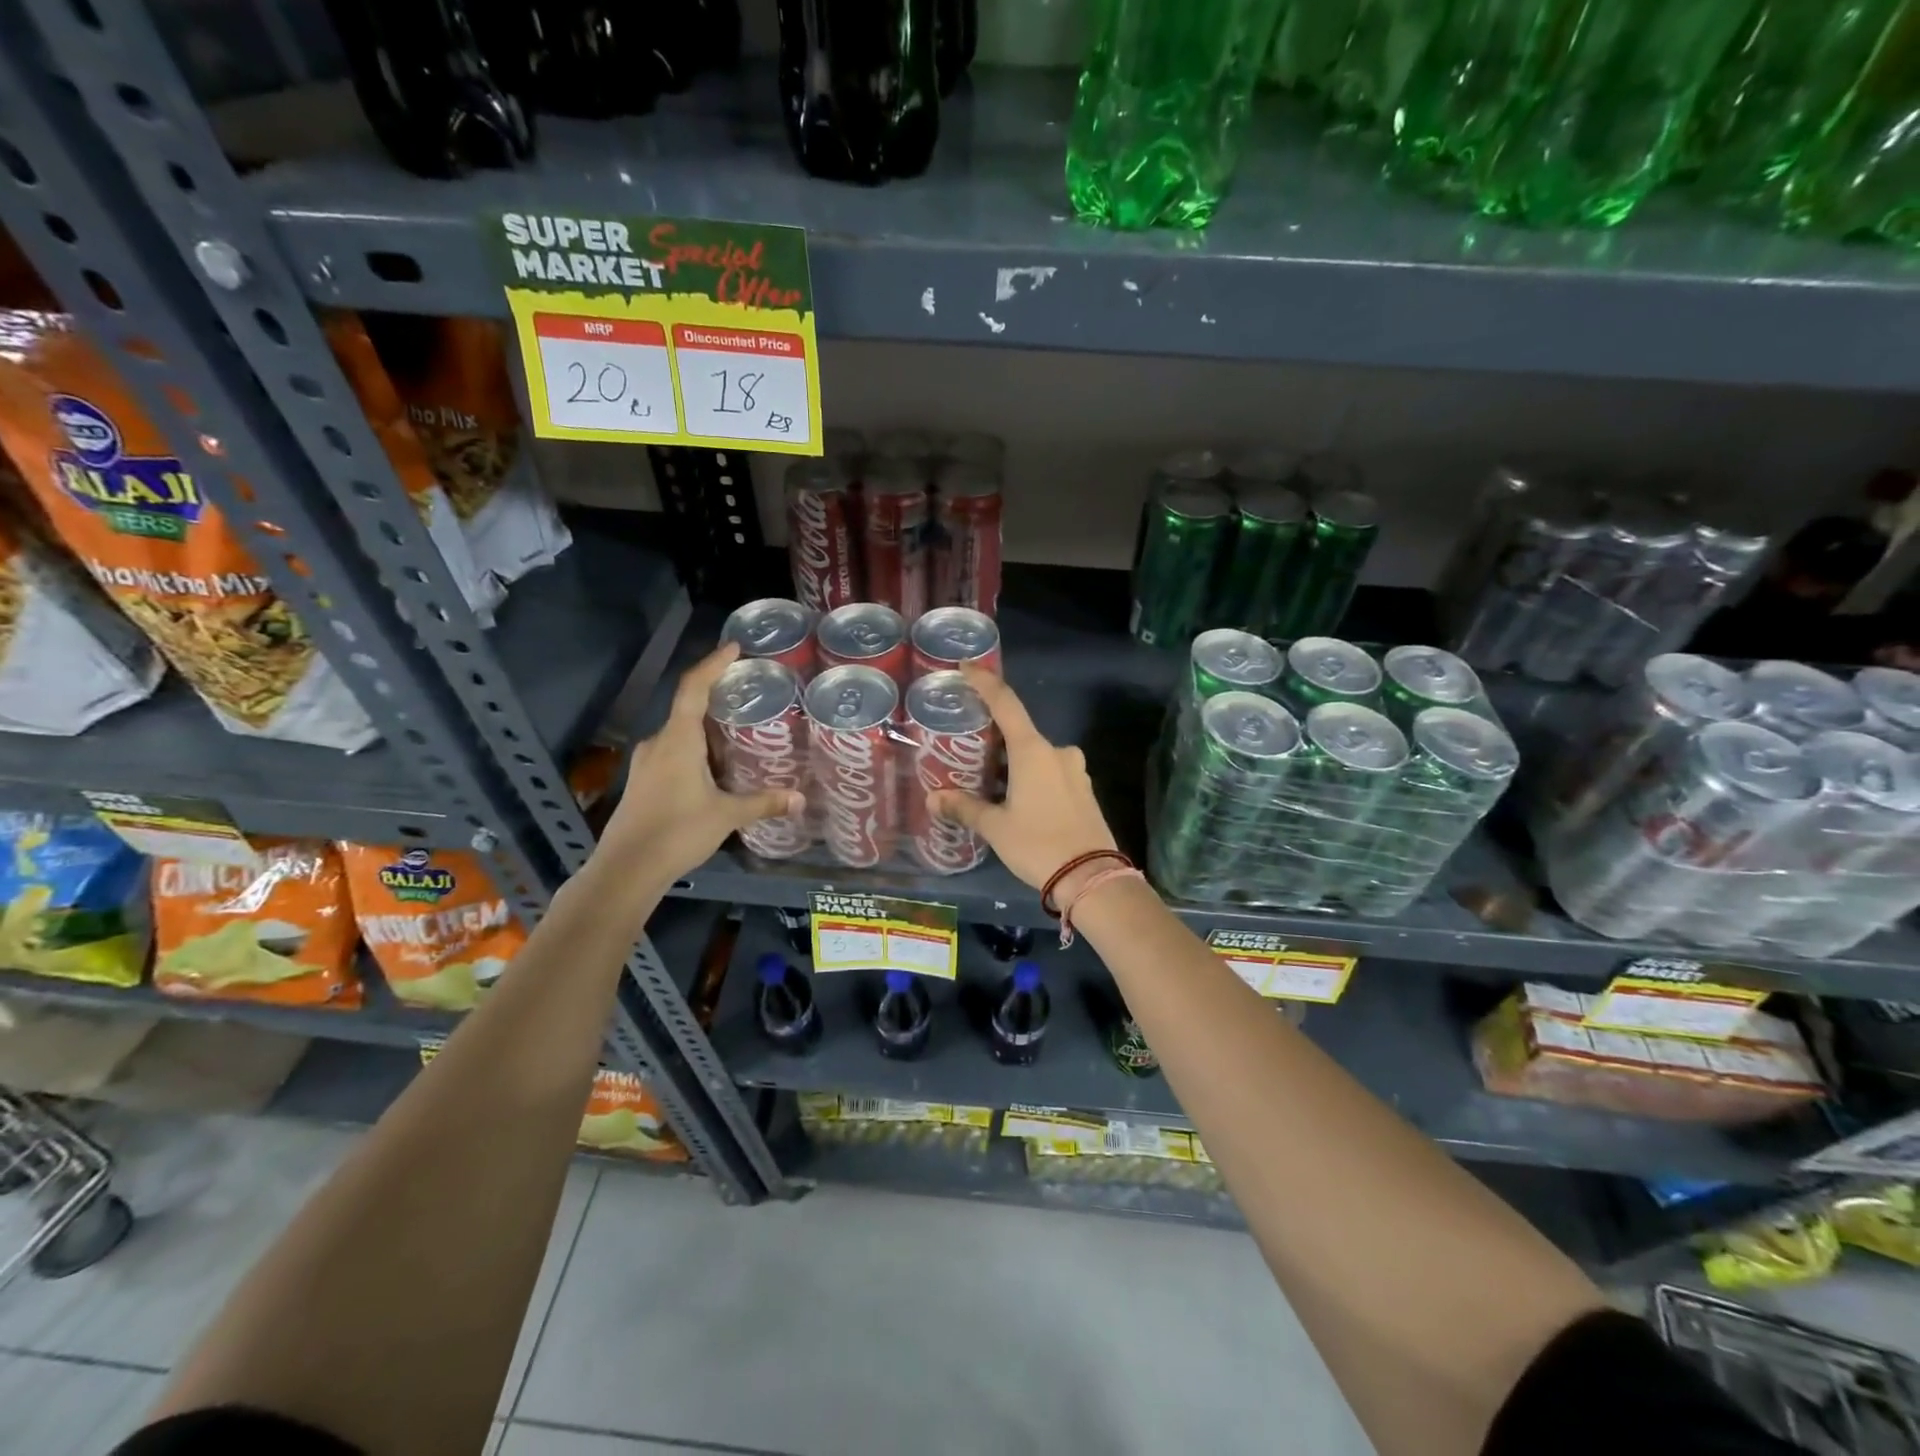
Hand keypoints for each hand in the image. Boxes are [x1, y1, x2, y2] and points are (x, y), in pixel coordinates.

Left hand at [599, 642, 803, 881]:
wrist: (627, 868)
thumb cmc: (677, 831)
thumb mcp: (727, 815)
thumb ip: (763, 803)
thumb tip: (800, 799)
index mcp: (678, 739)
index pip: (693, 688)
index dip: (713, 664)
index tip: (734, 648)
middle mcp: (658, 742)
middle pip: (687, 707)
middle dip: (716, 696)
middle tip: (747, 693)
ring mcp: (646, 762)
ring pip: (679, 732)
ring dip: (705, 726)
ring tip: (737, 729)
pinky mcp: (643, 781)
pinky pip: (672, 750)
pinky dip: (695, 748)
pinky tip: (714, 765)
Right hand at [926, 665, 1119, 893]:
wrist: (1091, 877)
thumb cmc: (1038, 844)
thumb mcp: (996, 827)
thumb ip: (965, 808)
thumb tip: (934, 798)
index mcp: (1033, 751)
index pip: (1005, 703)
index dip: (985, 682)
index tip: (967, 667)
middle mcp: (1057, 751)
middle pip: (1020, 733)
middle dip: (995, 739)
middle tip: (968, 749)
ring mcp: (1075, 770)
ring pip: (1036, 756)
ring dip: (1013, 762)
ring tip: (988, 781)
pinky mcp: (1084, 790)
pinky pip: (1051, 772)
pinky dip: (1031, 777)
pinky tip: (1016, 799)